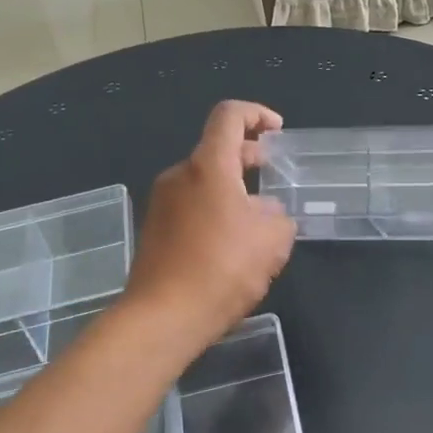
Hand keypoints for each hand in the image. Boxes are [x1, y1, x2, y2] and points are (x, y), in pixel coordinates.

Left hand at [124, 101, 295, 352]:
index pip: (229, 116)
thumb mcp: (272, 242)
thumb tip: (267, 212)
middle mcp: (179, 175)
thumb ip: (278, 217)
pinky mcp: (153, 229)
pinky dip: (214, 209)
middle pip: (216, 149)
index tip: (277, 131)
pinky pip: (190, 205)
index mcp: (208, 166)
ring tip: (258, 219)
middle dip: (249, 156)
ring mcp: (161, 203)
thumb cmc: (222, 270)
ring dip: (232, 188)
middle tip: (273, 175)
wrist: (162, 318)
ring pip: (203, 180)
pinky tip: (231, 244)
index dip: (256, 114)